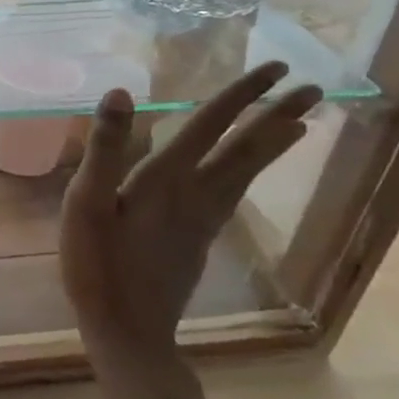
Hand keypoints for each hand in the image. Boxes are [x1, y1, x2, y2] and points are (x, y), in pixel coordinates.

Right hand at [60, 65, 321, 361]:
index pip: (210, 125)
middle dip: (276, 116)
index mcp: (166, 179)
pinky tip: (249, 173)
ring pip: (247, 173)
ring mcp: (203, 220)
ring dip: (273, 144)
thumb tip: (121, 93)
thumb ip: (105, 149)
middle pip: (245, 149)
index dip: (241, 95)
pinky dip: (253, 171)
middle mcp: (196, 194)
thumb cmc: (98, 265)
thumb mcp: (87, 204)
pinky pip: (235, 192)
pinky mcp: (200, 239)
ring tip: (300, 124)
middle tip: (311, 88)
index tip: (275, 68)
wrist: (127, 330)